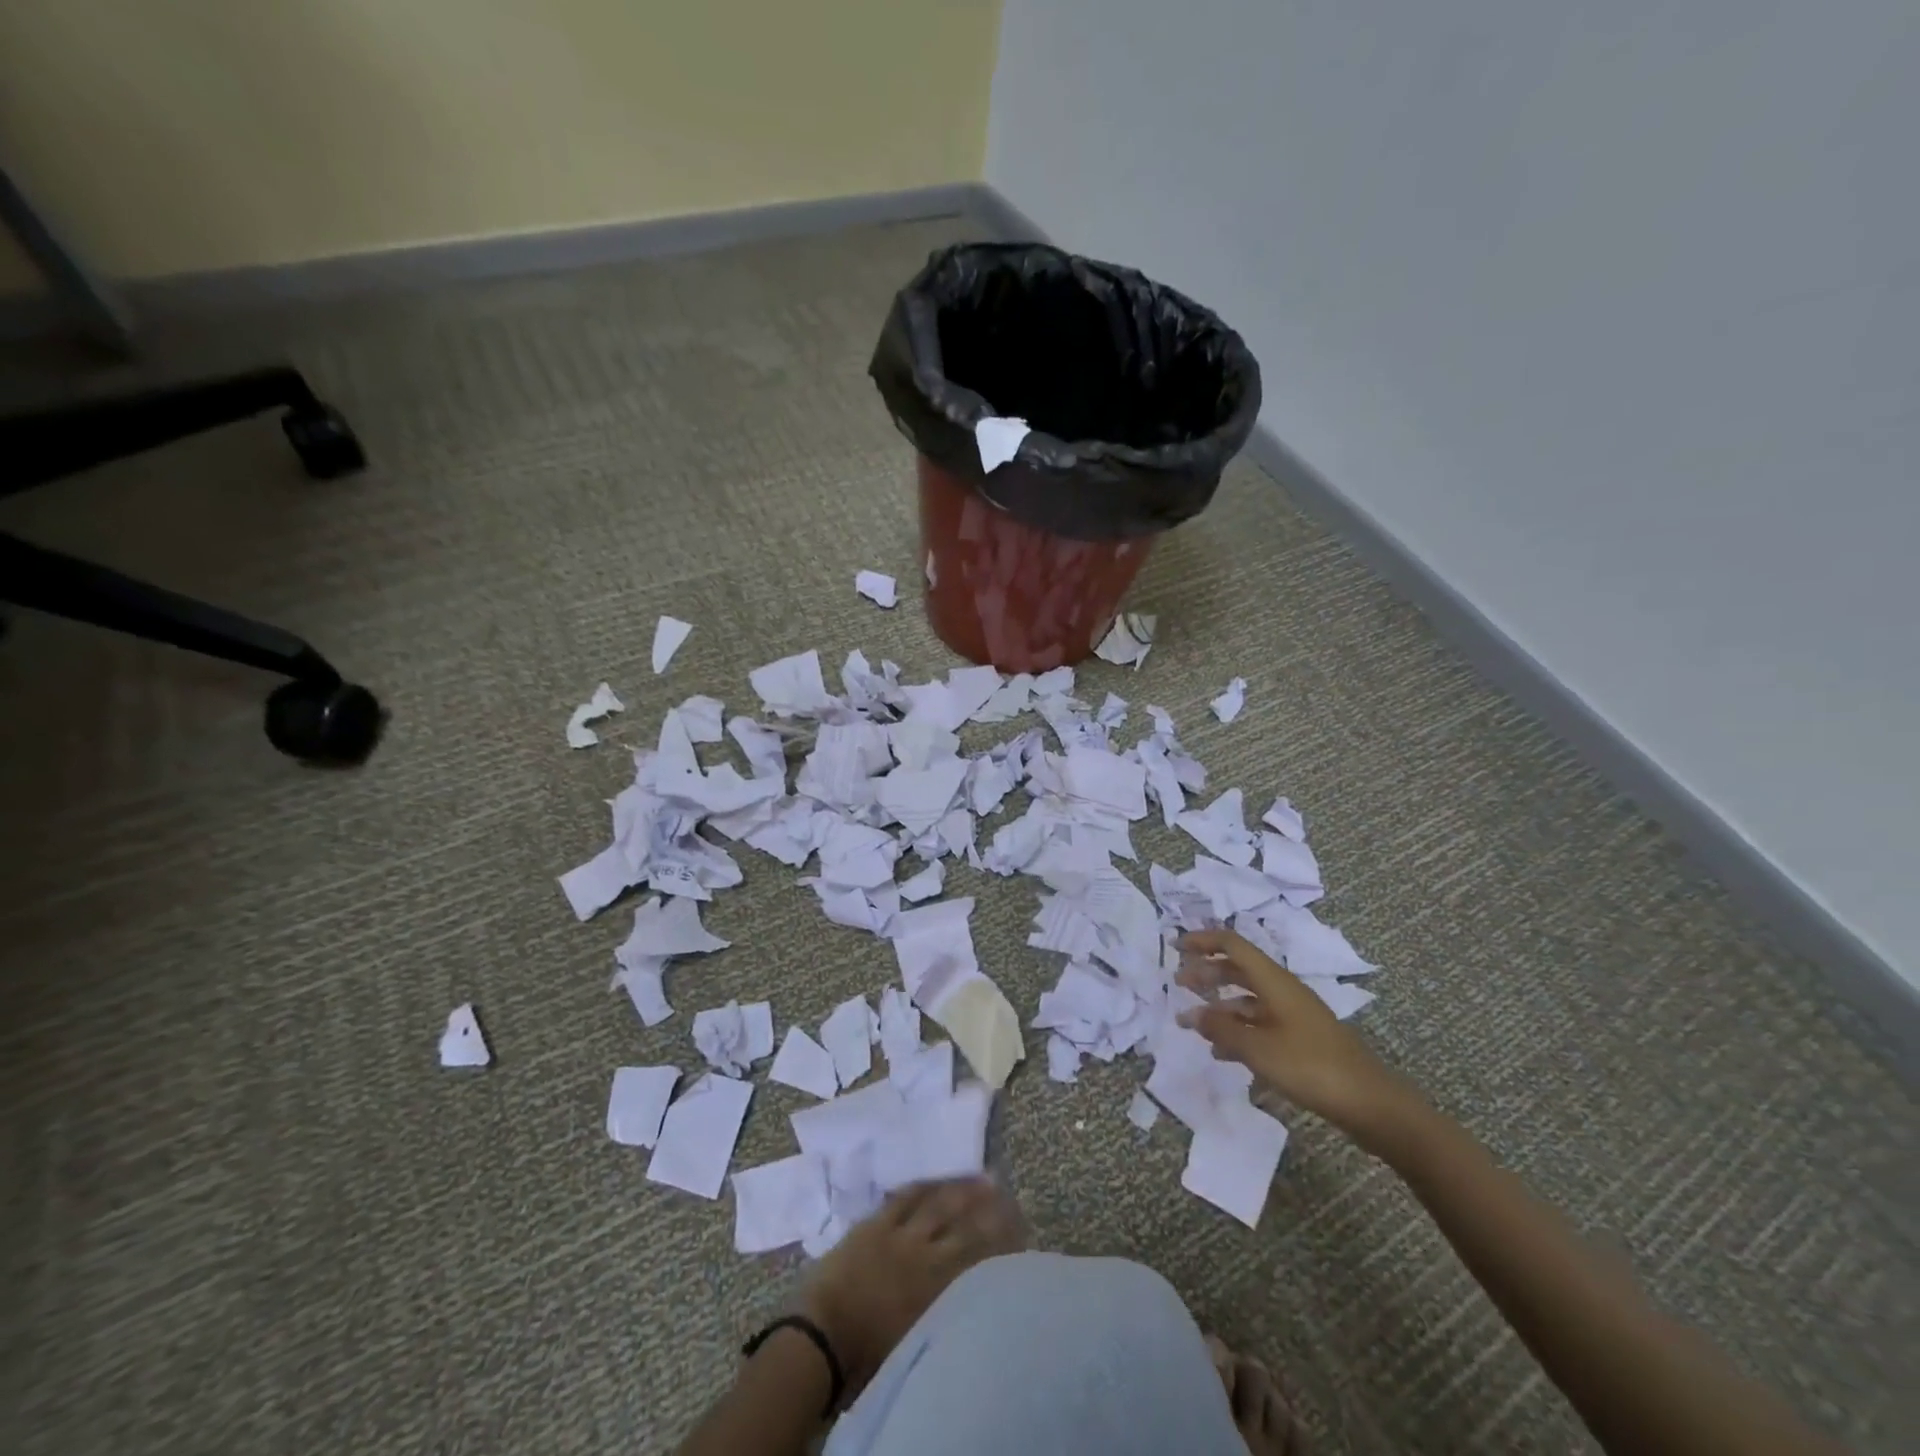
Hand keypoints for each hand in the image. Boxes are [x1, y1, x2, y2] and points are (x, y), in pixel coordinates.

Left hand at [799, 1177, 1025, 1398]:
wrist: (822, 1337)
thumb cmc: (869, 1356)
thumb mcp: (920, 1338)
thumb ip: (947, 1311)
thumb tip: (970, 1297)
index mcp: (939, 1287)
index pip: (980, 1254)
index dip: (1001, 1238)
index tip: (1018, 1225)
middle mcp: (927, 1253)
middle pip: (964, 1223)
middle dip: (987, 1206)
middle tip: (1005, 1190)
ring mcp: (900, 1233)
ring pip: (938, 1203)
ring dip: (960, 1189)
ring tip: (979, 1177)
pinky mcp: (875, 1223)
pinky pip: (903, 1197)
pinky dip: (921, 1187)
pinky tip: (933, 1180)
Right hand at [1177, 928, 1416, 1148]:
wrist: (1371, 1104)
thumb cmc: (1311, 1067)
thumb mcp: (1258, 1049)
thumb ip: (1221, 1029)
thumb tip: (1189, 1014)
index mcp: (1275, 981)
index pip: (1233, 945)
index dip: (1203, 941)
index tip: (1175, 947)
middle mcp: (1283, 991)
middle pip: (1239, 969)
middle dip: (1207, 972)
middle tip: (1179, 983)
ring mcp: (1294, 1016)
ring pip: (1248, 998)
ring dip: (1219, 1005)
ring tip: (1194, 1022)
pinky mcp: (1300, 1040)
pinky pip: (1260, 1024)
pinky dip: (1237, 1030)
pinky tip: (1222, 1052)